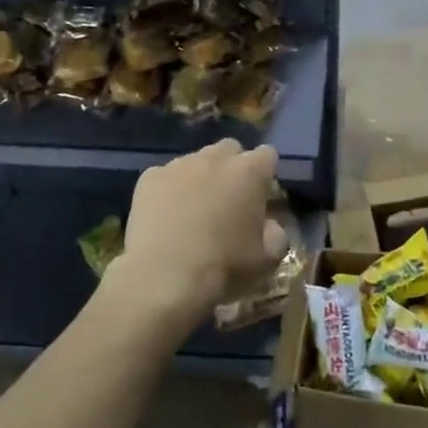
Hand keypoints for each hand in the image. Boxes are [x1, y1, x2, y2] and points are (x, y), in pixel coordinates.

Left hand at [113, 139, 284, 329]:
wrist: (164, 278)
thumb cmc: (223, 267)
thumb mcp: (267, 259)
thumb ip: (277, 233)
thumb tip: (270, 224)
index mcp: (249, 171)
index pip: (267, 155)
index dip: (265, 174)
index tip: (261, 195)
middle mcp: (215, 158)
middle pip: (230, 149)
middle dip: (232, 167)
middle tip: (227, 200)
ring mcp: (179, 164)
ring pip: (196, 161)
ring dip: (200, 178)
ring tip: (192, 211)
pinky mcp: (150, 177)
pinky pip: (165, 177)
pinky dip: (168, 191)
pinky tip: (165, 218)